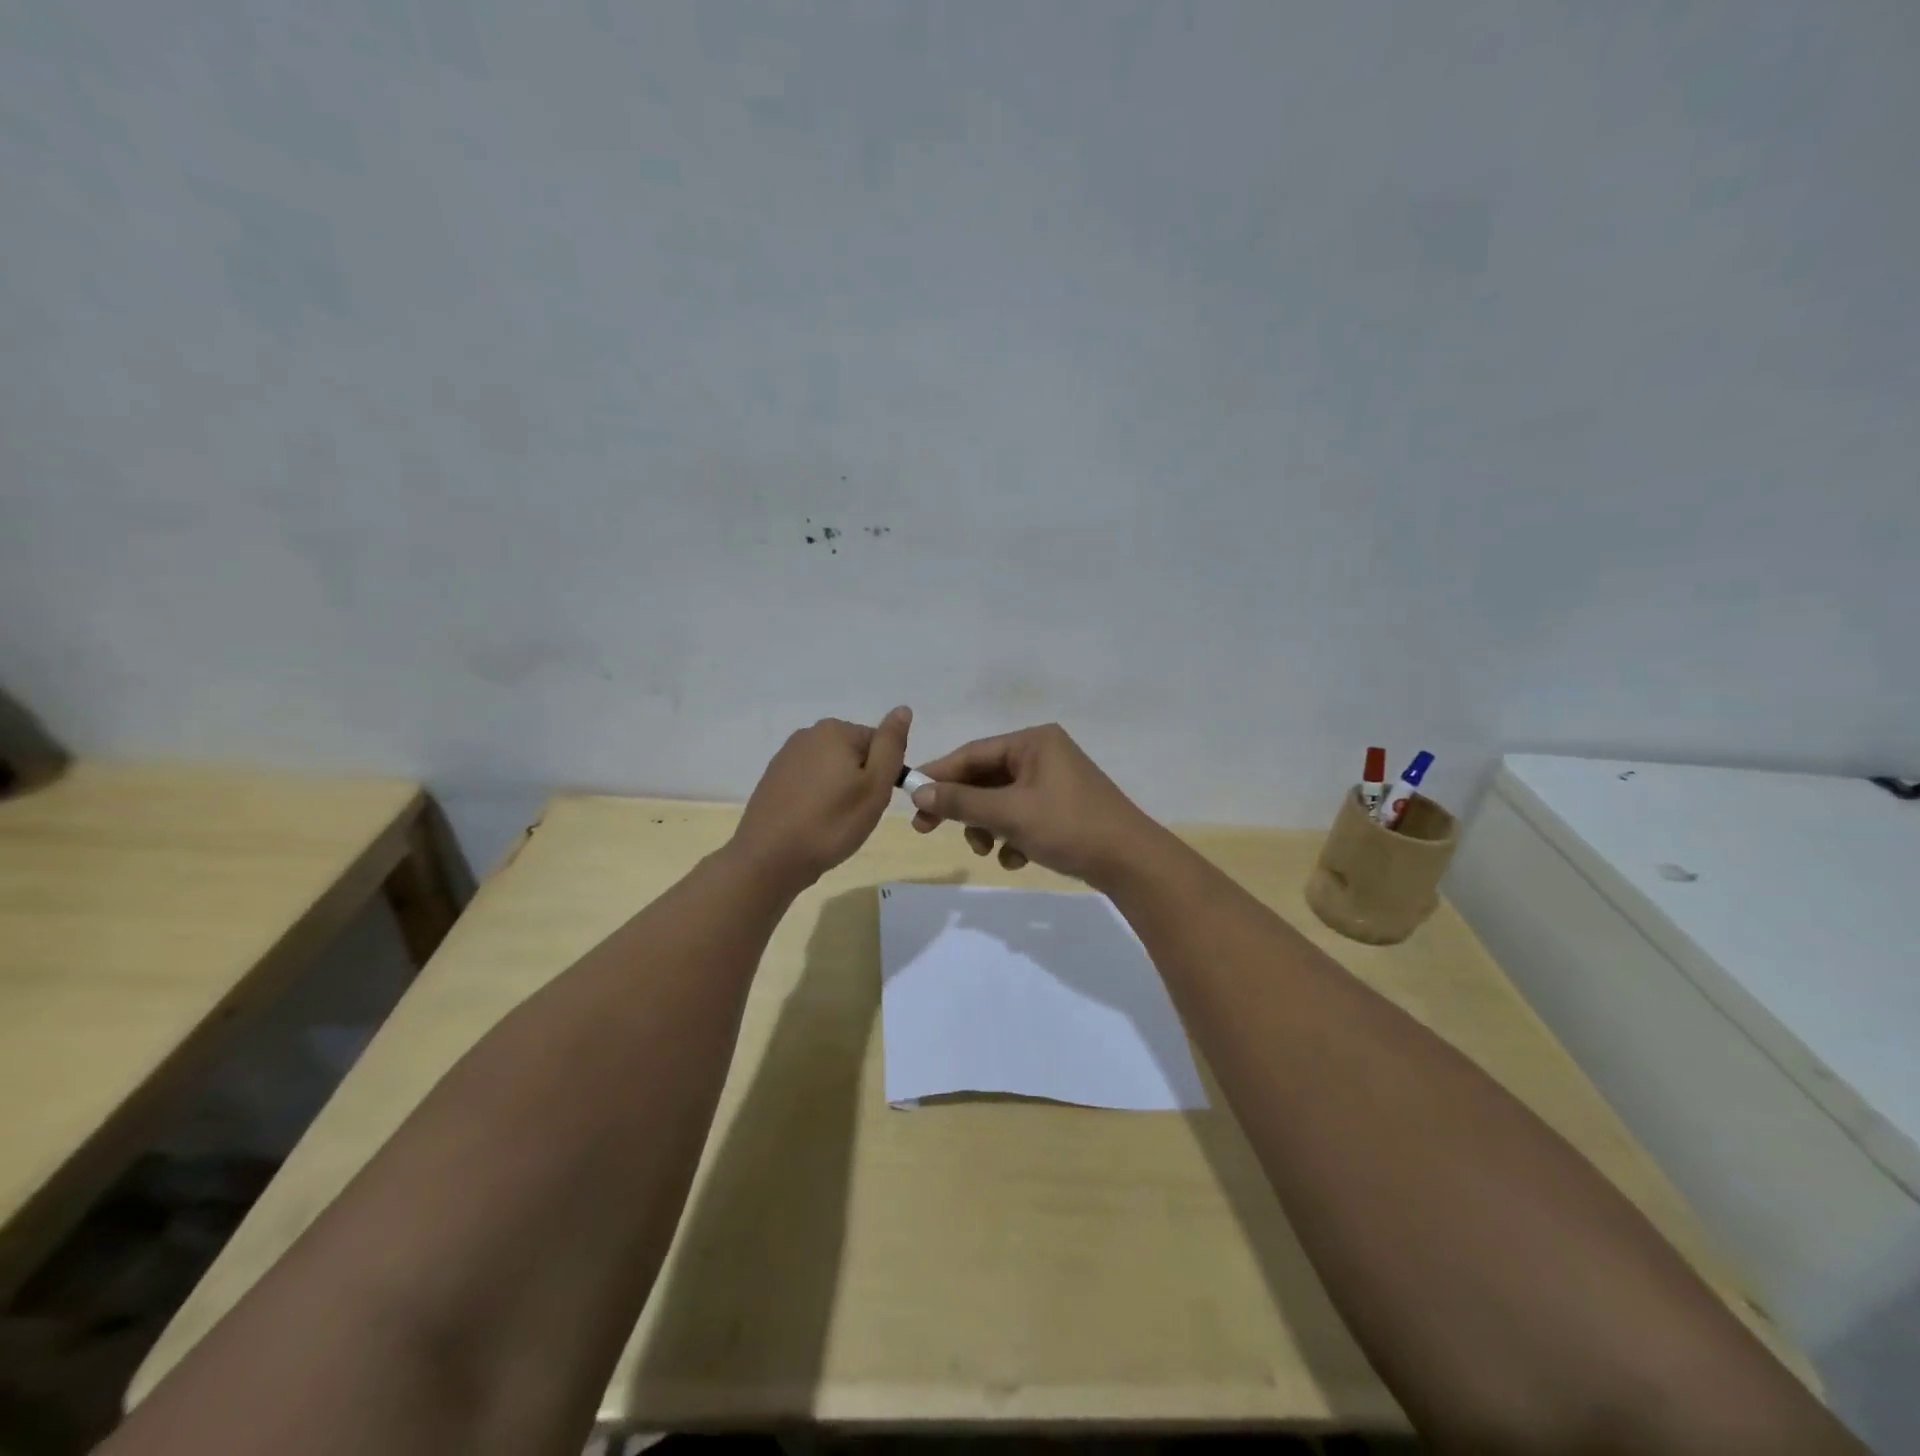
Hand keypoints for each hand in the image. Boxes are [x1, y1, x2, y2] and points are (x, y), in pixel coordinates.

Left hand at [731, 707, 911, 891]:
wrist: (770, 858)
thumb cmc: (831, 823)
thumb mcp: (875, 786)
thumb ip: (891, 745)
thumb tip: (903, 709)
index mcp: (836, 730)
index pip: (879, 743)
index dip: (884, 774)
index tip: (874, 801)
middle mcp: (809, 734)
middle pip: (854, 753)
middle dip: (860, 780)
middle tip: (855, 813)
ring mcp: (787, 755)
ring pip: (831, 768)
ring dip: (839, 790)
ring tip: (833, 821)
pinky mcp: (773, 778)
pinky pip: (809, 781)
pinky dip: (817, 797)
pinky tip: (812, 821)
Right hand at [907, 723, 1164, 886]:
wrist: (1131, 862)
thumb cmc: (1068, 826)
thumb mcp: (1008, 814)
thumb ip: (961, 802)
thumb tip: (917, 793)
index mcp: (1033, 742)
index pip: (973, 753)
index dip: (939, 775)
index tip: (911, 799)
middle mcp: (1043, 754)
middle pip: (986, 778)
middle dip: (964, 809)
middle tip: (928, 830)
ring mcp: (1055, 781)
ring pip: (1002, 801)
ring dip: (987, 827)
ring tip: (988, 851)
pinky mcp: (1062, 807)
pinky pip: (1022, 815)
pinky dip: (1012, 836)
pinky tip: (1017, 859)